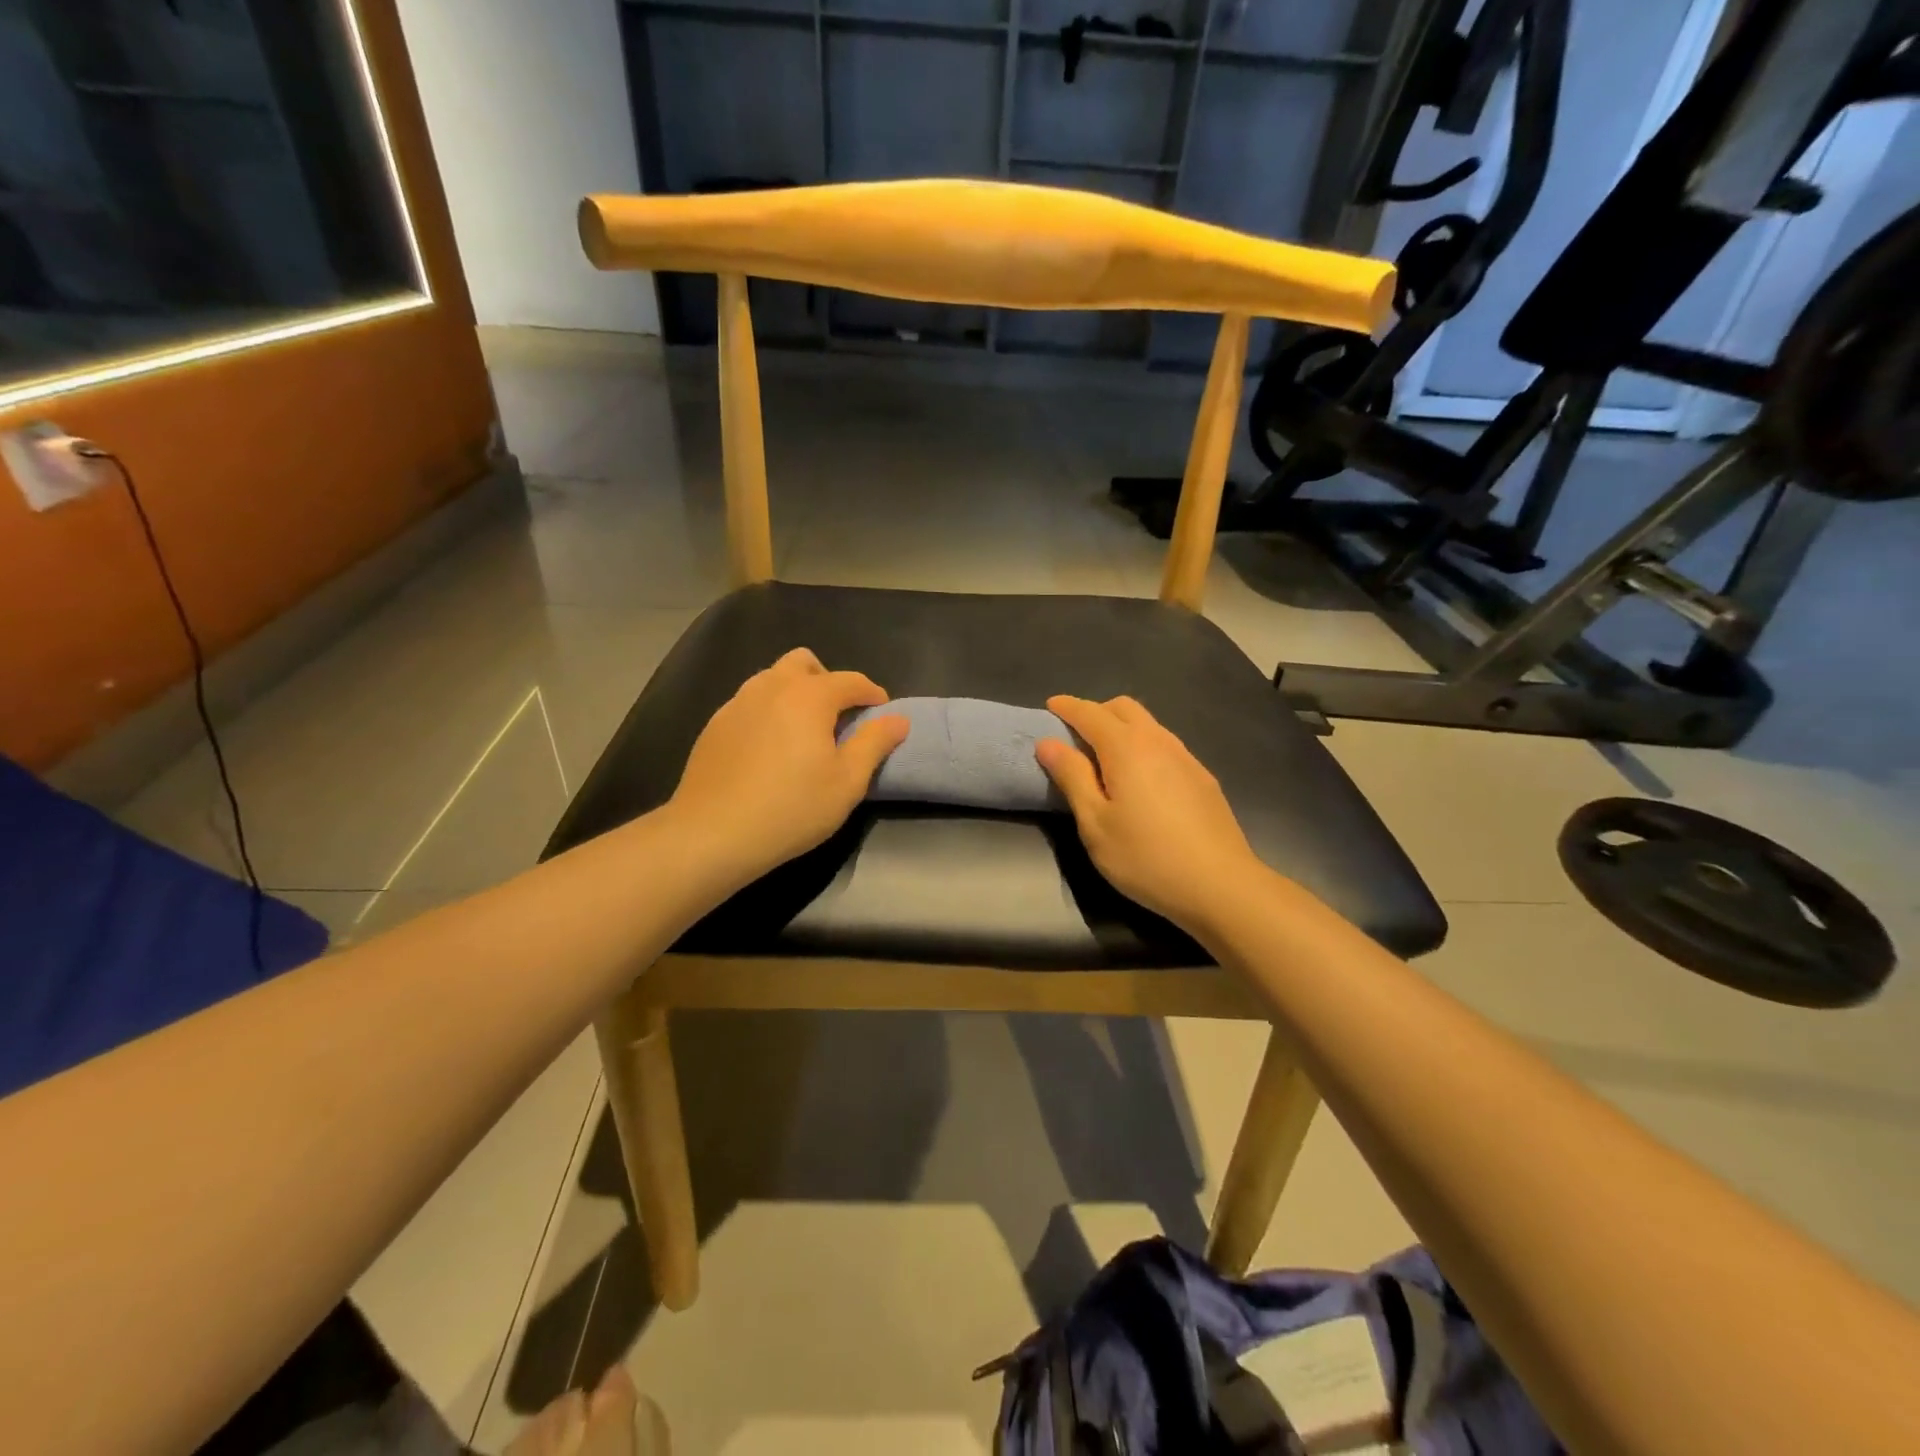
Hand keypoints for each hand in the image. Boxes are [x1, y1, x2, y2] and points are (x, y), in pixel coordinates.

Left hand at [668, 648, 908, 884]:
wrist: (713, 833)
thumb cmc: (792, 808)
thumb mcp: (847, 781)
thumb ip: (875, 743)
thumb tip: (898, 719)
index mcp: (809, 696)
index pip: (851, 680)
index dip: (872, 694)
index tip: (882, 714)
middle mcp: (771, 687)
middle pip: (804, 663)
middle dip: (828, 681)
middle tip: (837, 718)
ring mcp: (737, 703)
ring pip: (772, 679)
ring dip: (794, 693)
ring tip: (803, 732)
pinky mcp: (715, 724)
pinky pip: (749, 702)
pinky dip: (768, 712)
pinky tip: (769, 749)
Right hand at [1036, 695, 1263, 928]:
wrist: (1220, 885)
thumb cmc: (1145, 857)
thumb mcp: (1095, 822)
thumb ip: (1072, 777)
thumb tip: (1048, 742)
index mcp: (1126, 747)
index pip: (1090, 713)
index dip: (1067, 707)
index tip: (1050, 706)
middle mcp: (1158, 741)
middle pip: (1124, 708)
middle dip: (1096, 712)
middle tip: (1075, 735)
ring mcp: (1186, 757)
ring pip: (1148, 725)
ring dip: (1122, 727)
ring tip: (1104, 757)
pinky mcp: (1202, 778)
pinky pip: (1165, 745)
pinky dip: (1143, 746)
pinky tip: (1140, 779)